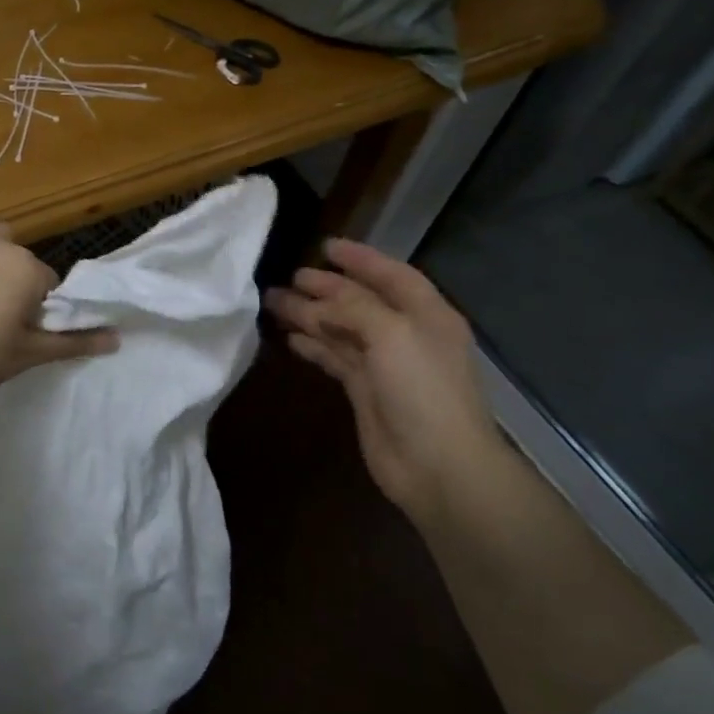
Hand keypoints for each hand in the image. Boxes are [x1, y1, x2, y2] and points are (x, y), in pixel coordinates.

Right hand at [265, 238, 502, 516]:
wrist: (438, 466)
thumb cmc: (422, 390)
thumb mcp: (391, 333)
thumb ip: (354, 307)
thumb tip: (319, 299)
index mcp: (426, 315)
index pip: (392, 275)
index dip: (360, 259)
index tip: (325, 246)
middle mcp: (406, 334)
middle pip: (360, 302)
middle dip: (325, 288)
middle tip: (289, 277)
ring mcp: (385, 365)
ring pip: (342, 329)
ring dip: (311, 315)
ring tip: (274, 303)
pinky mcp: (365, 391)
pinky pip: (335, 358)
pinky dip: (314, 346)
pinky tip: (290, 338)